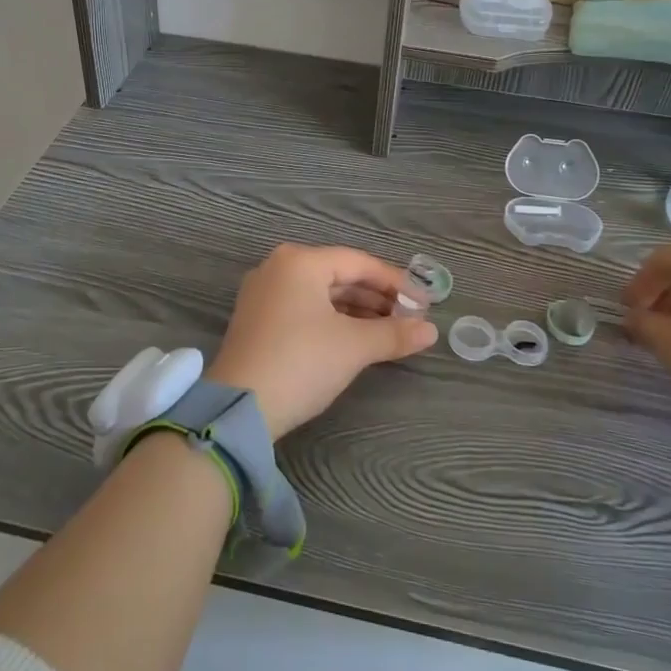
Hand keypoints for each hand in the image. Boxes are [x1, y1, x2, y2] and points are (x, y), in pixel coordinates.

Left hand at [207, 244, 436, 440]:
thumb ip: (394, 334)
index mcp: (300, 262)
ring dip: (356, 310)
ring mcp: (263, 294)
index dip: (395, 282)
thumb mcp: (353, 347)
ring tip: (388, 331)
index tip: (423, 303)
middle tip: (409, 319)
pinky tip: (355, 338)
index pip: (358, 262)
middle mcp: (278, 268)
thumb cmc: (301, 362)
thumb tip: (430, 331)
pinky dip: (332, 320)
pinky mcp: (257, 320)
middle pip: (339, 275)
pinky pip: (304, 308)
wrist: (240, 408)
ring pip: (321, 294)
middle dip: (376, 297)